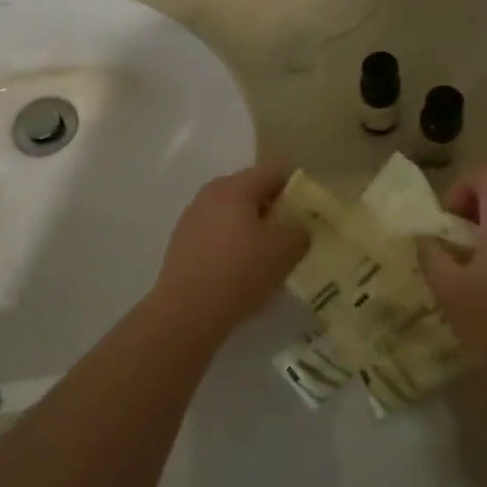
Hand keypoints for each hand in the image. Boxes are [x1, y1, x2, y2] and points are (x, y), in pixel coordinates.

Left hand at [151, 165, 307, 341]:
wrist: (187, 313)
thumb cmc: (240, 272)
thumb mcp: (285, 251)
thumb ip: (299, 231)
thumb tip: (297, 228)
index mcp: (235, 187)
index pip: (273, 173)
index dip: (294, 190)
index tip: (306, 215)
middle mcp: (209, 194)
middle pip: (249, 191)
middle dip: (272, 210)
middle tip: (289, 237)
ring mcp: (191, 218)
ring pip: (231, 214)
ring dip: (250, 228)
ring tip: (265, 258)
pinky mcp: (181, 243)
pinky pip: (215, 234)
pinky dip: (230, 245)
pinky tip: (238, 272)